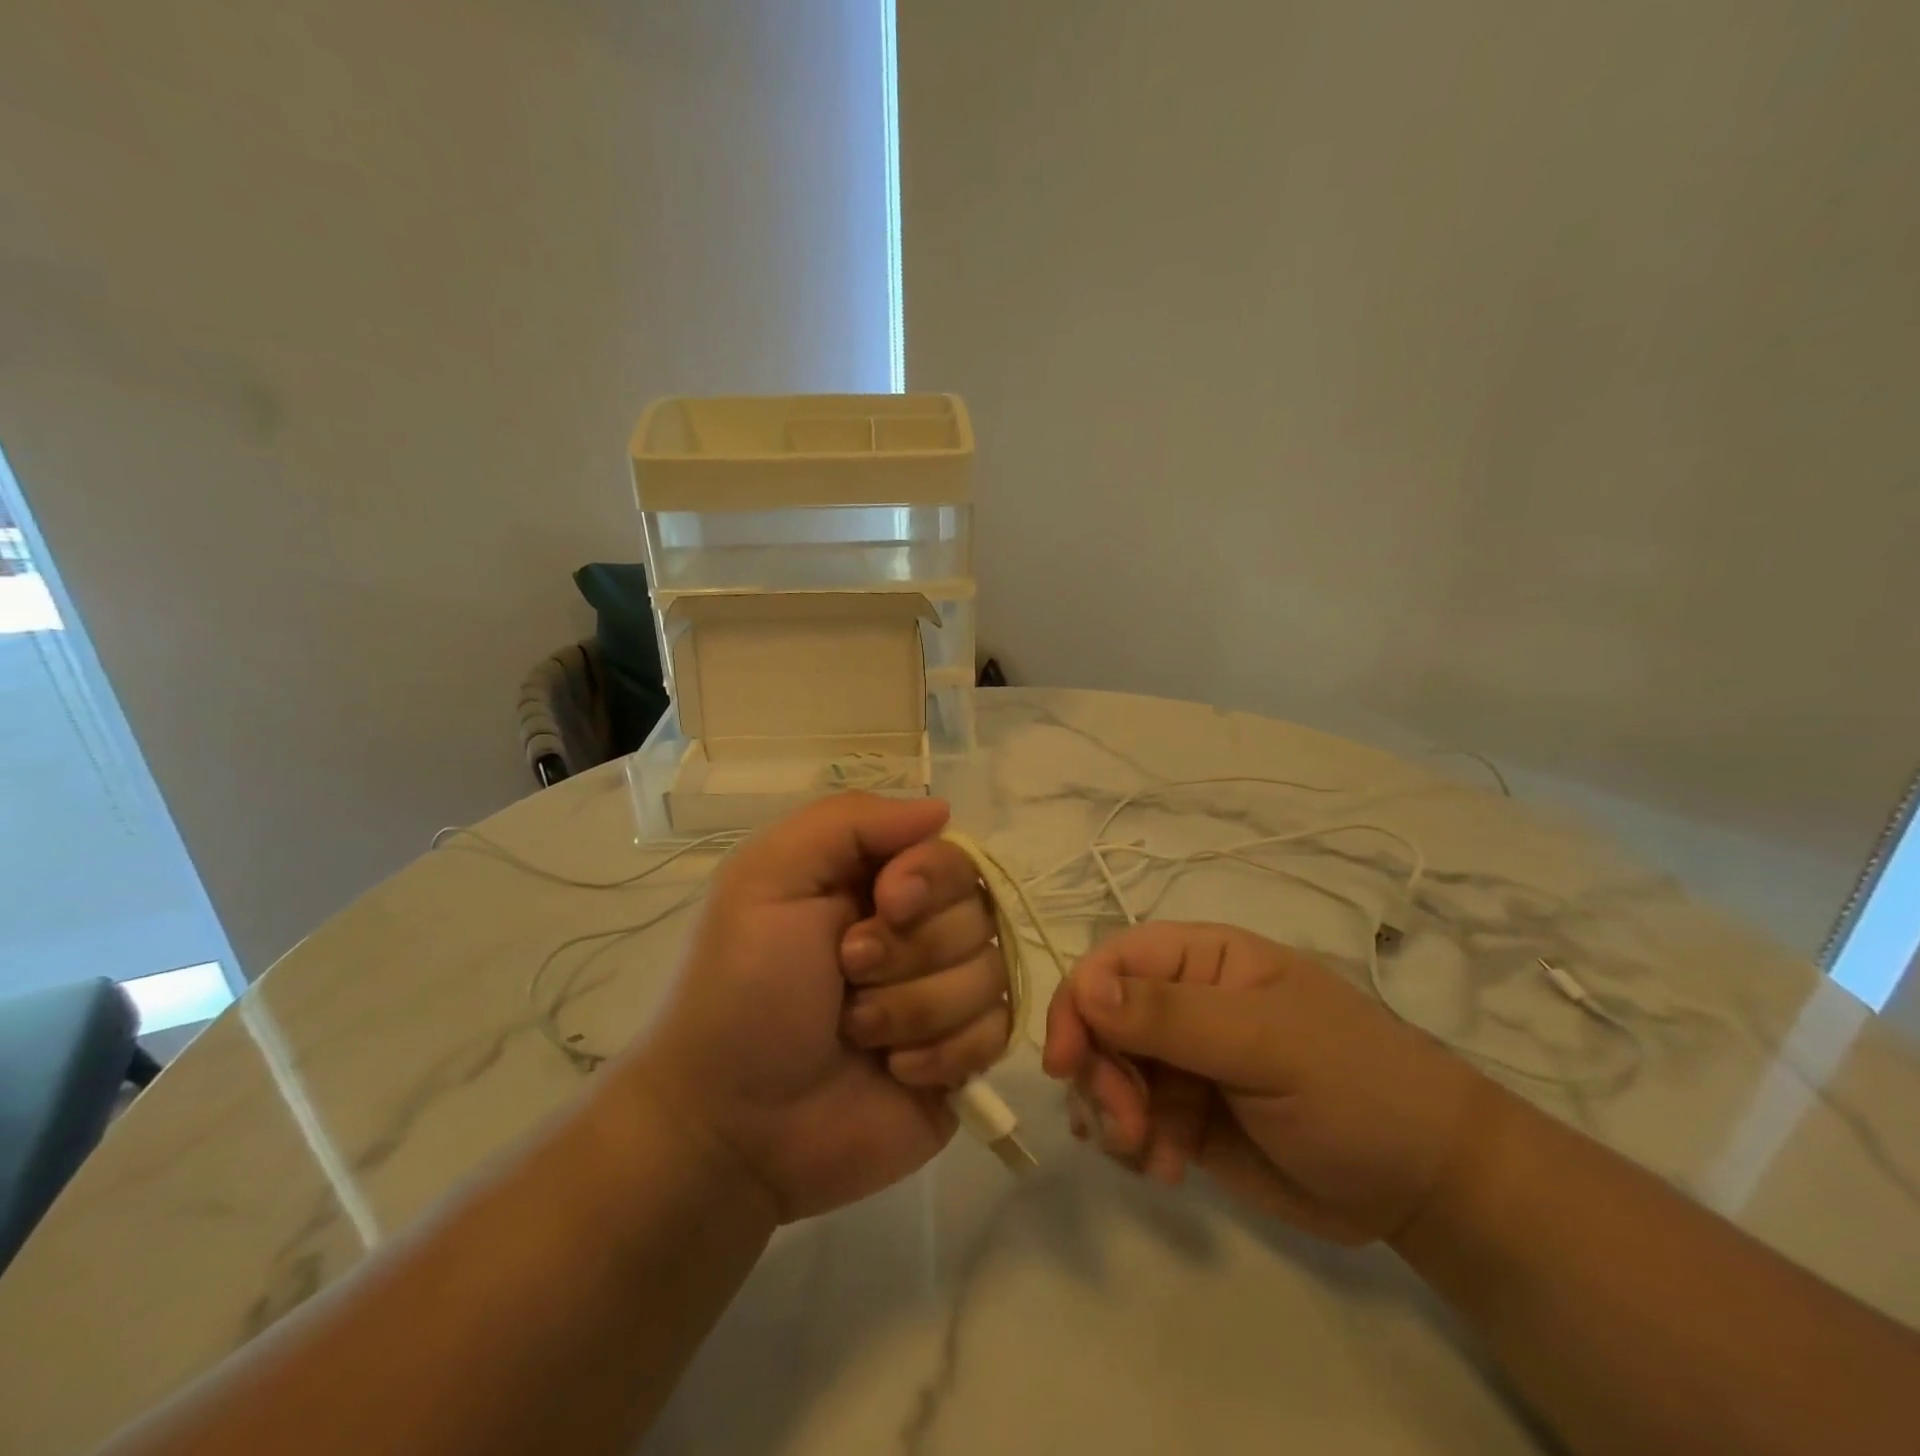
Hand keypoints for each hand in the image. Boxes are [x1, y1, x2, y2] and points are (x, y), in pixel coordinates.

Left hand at [625, 794, 1009, 1222]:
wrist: (733, 1129)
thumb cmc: (741, 992)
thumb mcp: (767, 879)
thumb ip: (847, 822)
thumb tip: (941, 810)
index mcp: (874, 882)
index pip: (949, 852)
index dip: (930, 877)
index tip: (886, 904)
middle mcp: (917, 930)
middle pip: (977, 911)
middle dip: (909, 951)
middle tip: (846, 976)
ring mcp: (944, 994)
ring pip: (989, 973)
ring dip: (915, 1008)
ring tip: (856, 1033)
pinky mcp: (961, 1057)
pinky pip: (998, 1032)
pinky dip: (943, 1053)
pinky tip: (895, 1072)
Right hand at [1043, 922, 1483, 1243]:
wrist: (1426, 1186)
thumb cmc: (1355, 1086)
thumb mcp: (1266, 1043)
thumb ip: (1172, 1015)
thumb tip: (1084, 987)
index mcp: (1201, 961)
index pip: (1112, 963)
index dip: (1077, 1003)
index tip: (1065, 1063)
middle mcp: (1181, 1004)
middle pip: (1099, 1023)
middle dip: (1099, 1074)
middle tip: (1127, 1127)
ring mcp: (1182, 1063)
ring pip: (1106, 1075)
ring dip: (1112, 1115)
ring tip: (1152, 1155)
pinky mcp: (1186, 1118)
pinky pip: (1129, 1123)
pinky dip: (1132, 1147)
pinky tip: (1168, 1170)